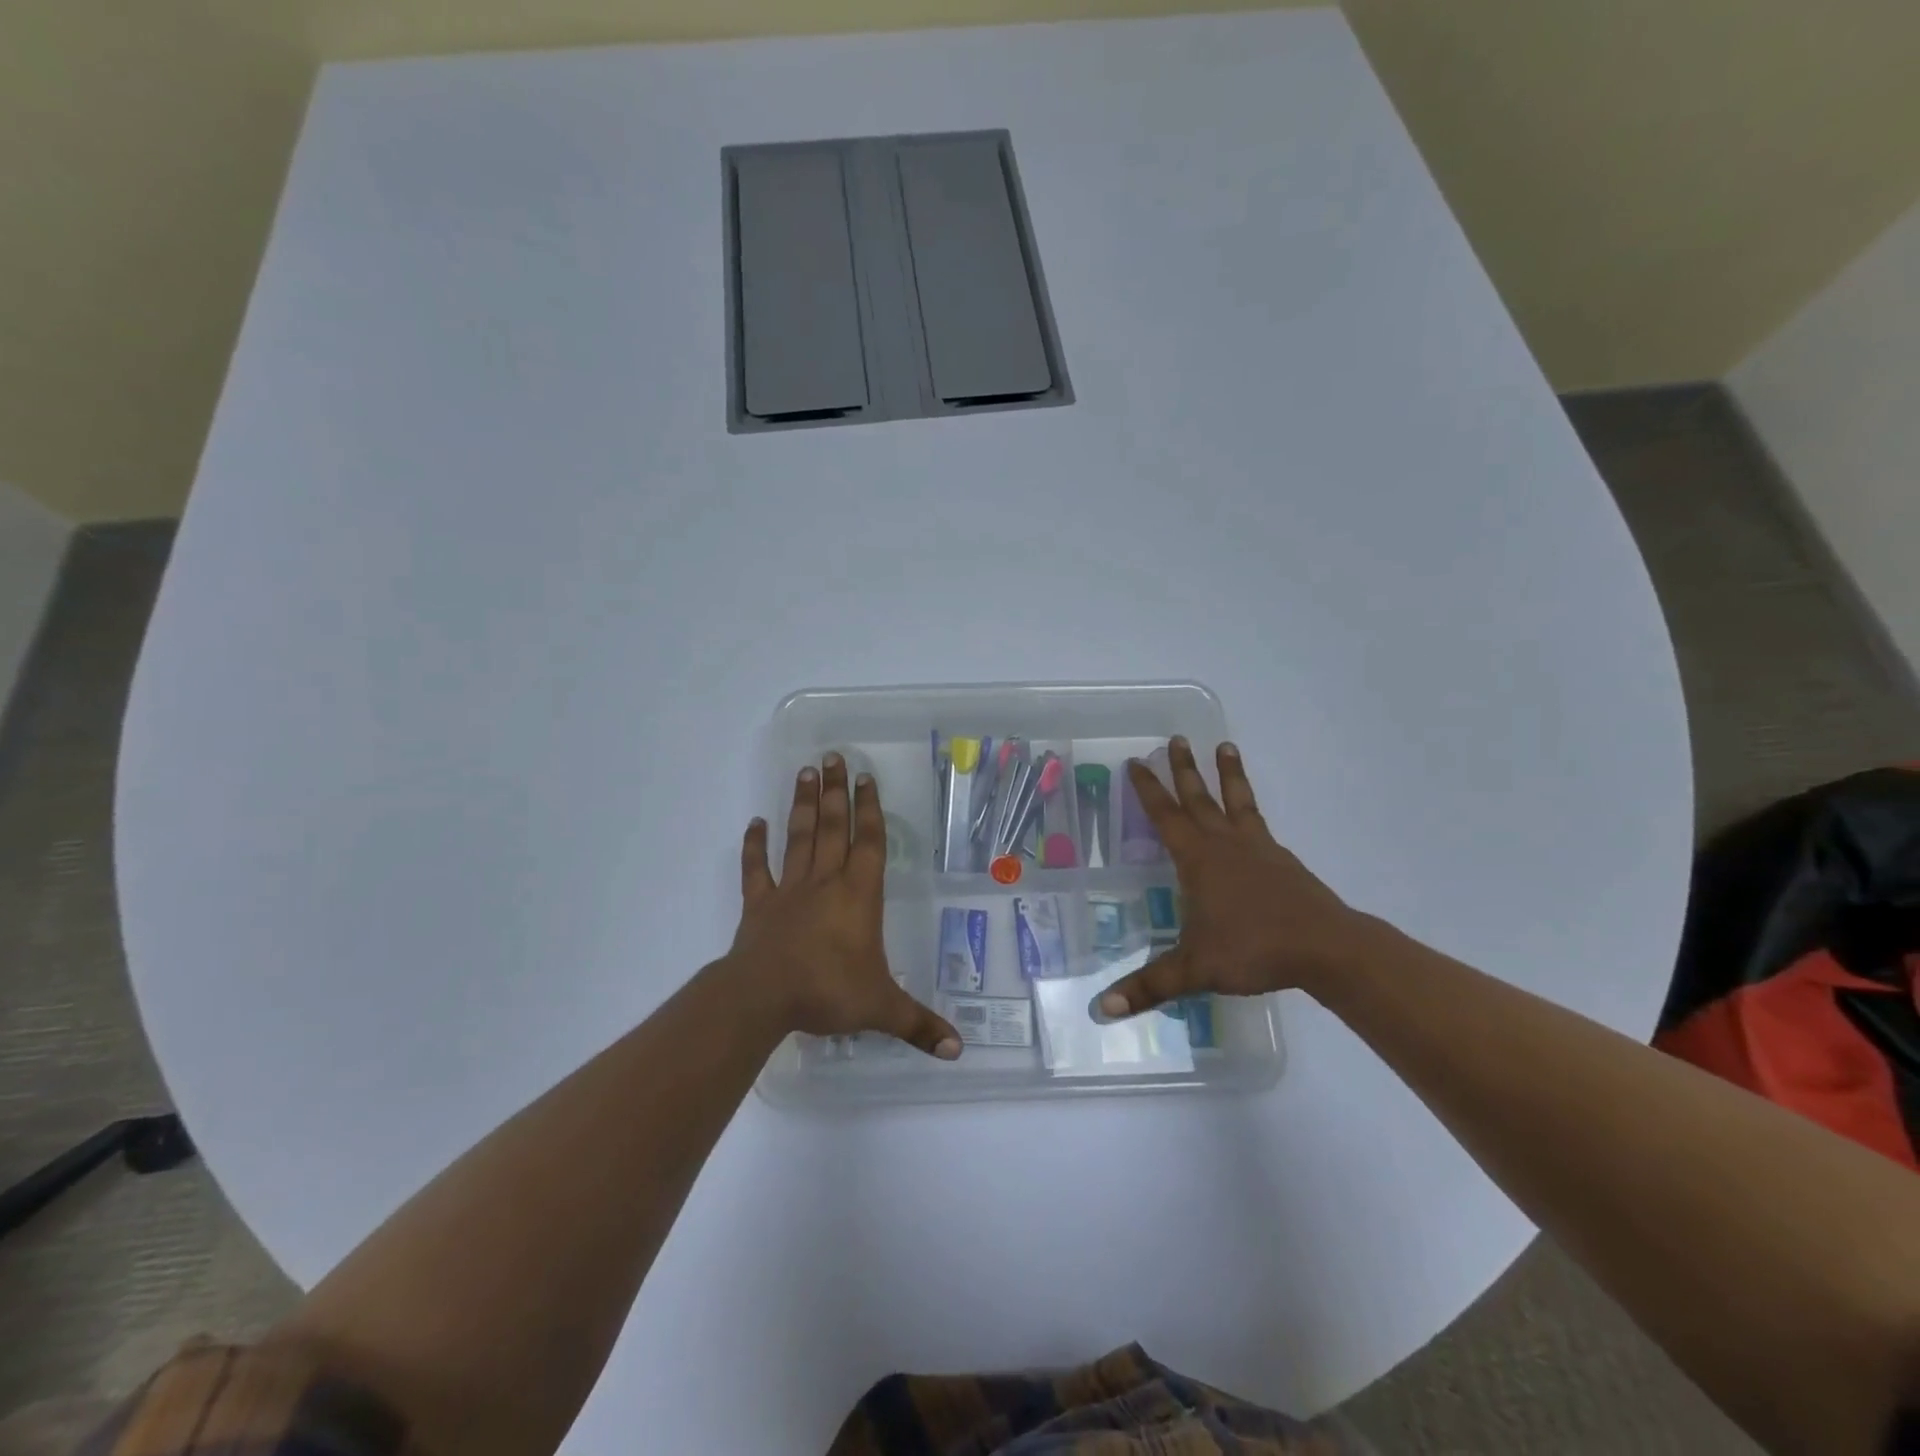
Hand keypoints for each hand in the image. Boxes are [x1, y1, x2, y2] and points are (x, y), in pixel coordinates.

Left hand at [730, 754, 961, 1058]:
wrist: (763, 998)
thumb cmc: (828, 992)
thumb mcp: (881, 1009)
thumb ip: (919, 1025)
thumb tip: (959, 1051)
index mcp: (858, 896)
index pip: (868, 843)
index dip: (870, 810)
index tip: (867, 778)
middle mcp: (825, 883)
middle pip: (833, 828)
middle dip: (836, 792)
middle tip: (832, 757)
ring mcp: (788, 890)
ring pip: (799, 838)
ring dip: (803, 806)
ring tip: (804, 772)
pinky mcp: (759, 905)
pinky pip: (756, 869)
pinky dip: (754, 846)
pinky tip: (754, 823)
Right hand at [1098, 737, 1370, 1018]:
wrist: (1325, 947)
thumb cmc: (1254, 950)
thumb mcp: (1194, 969)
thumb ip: (1149, 986)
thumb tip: (1102, 1009)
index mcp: (1198, 859)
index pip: (1165, 815)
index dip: (1149, 789)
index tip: (1137, 761)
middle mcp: (1225, 844)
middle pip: (1199, 798)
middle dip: (1184, 770)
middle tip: (1176, 739)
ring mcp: (1257, 848)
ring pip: (1236, 801)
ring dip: (1227, 774)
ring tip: (1225, 745)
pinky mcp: (1282, 860)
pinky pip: (1259, 822)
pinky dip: (1249, 808)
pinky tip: (1249, 814)